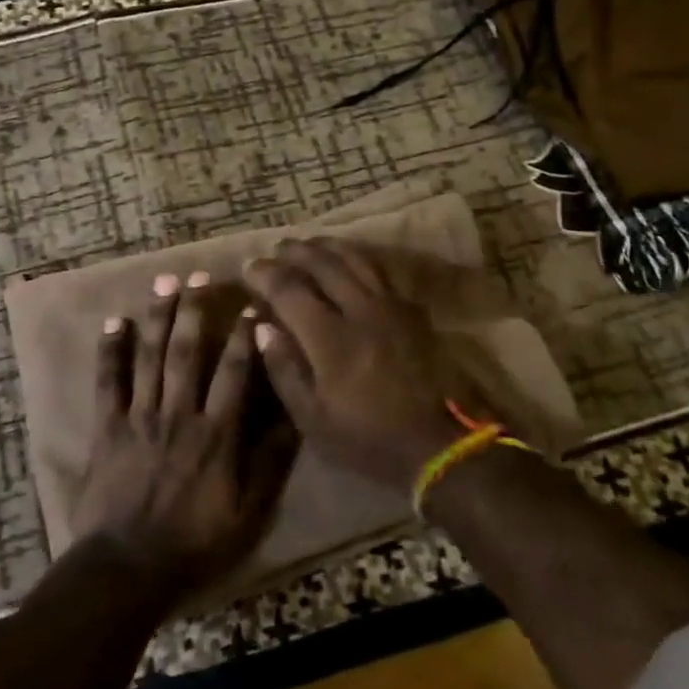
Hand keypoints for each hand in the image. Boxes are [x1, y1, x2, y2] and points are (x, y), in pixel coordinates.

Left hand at [70, 272, 297, 598]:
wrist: (128, 569)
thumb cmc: (195, 542)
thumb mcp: (249, 513)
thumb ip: (270, 462)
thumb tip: (294, 415)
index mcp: (216, 432)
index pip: (235, 372)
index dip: (244, 336)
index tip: (250, 305)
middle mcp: (179, 413)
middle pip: (188, 351)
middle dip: (195, 310)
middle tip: (198, 275)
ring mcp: (140, 417)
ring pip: (151, 357)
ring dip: (158, 317)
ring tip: (164, 282)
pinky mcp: (108, 427)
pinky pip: (108, 382)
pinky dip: (110, 351)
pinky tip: (115, 322)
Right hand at [243, 239, 479, 492]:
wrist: (439, 445)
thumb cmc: (368, 438)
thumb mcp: (313, 419)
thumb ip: (284, 369)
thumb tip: (262, 327)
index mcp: (331, 338)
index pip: (290, 290)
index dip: (265, 274)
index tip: (249, 267)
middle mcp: (360, 310)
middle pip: (323, 264)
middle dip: (295, 251)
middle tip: (277, 247)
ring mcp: (390, 306)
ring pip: (355, 259)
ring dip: (327, 246)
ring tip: (309, 243)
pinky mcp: (412, 310)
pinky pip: (381, 270)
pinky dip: (359, 257)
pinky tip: (351, 259)